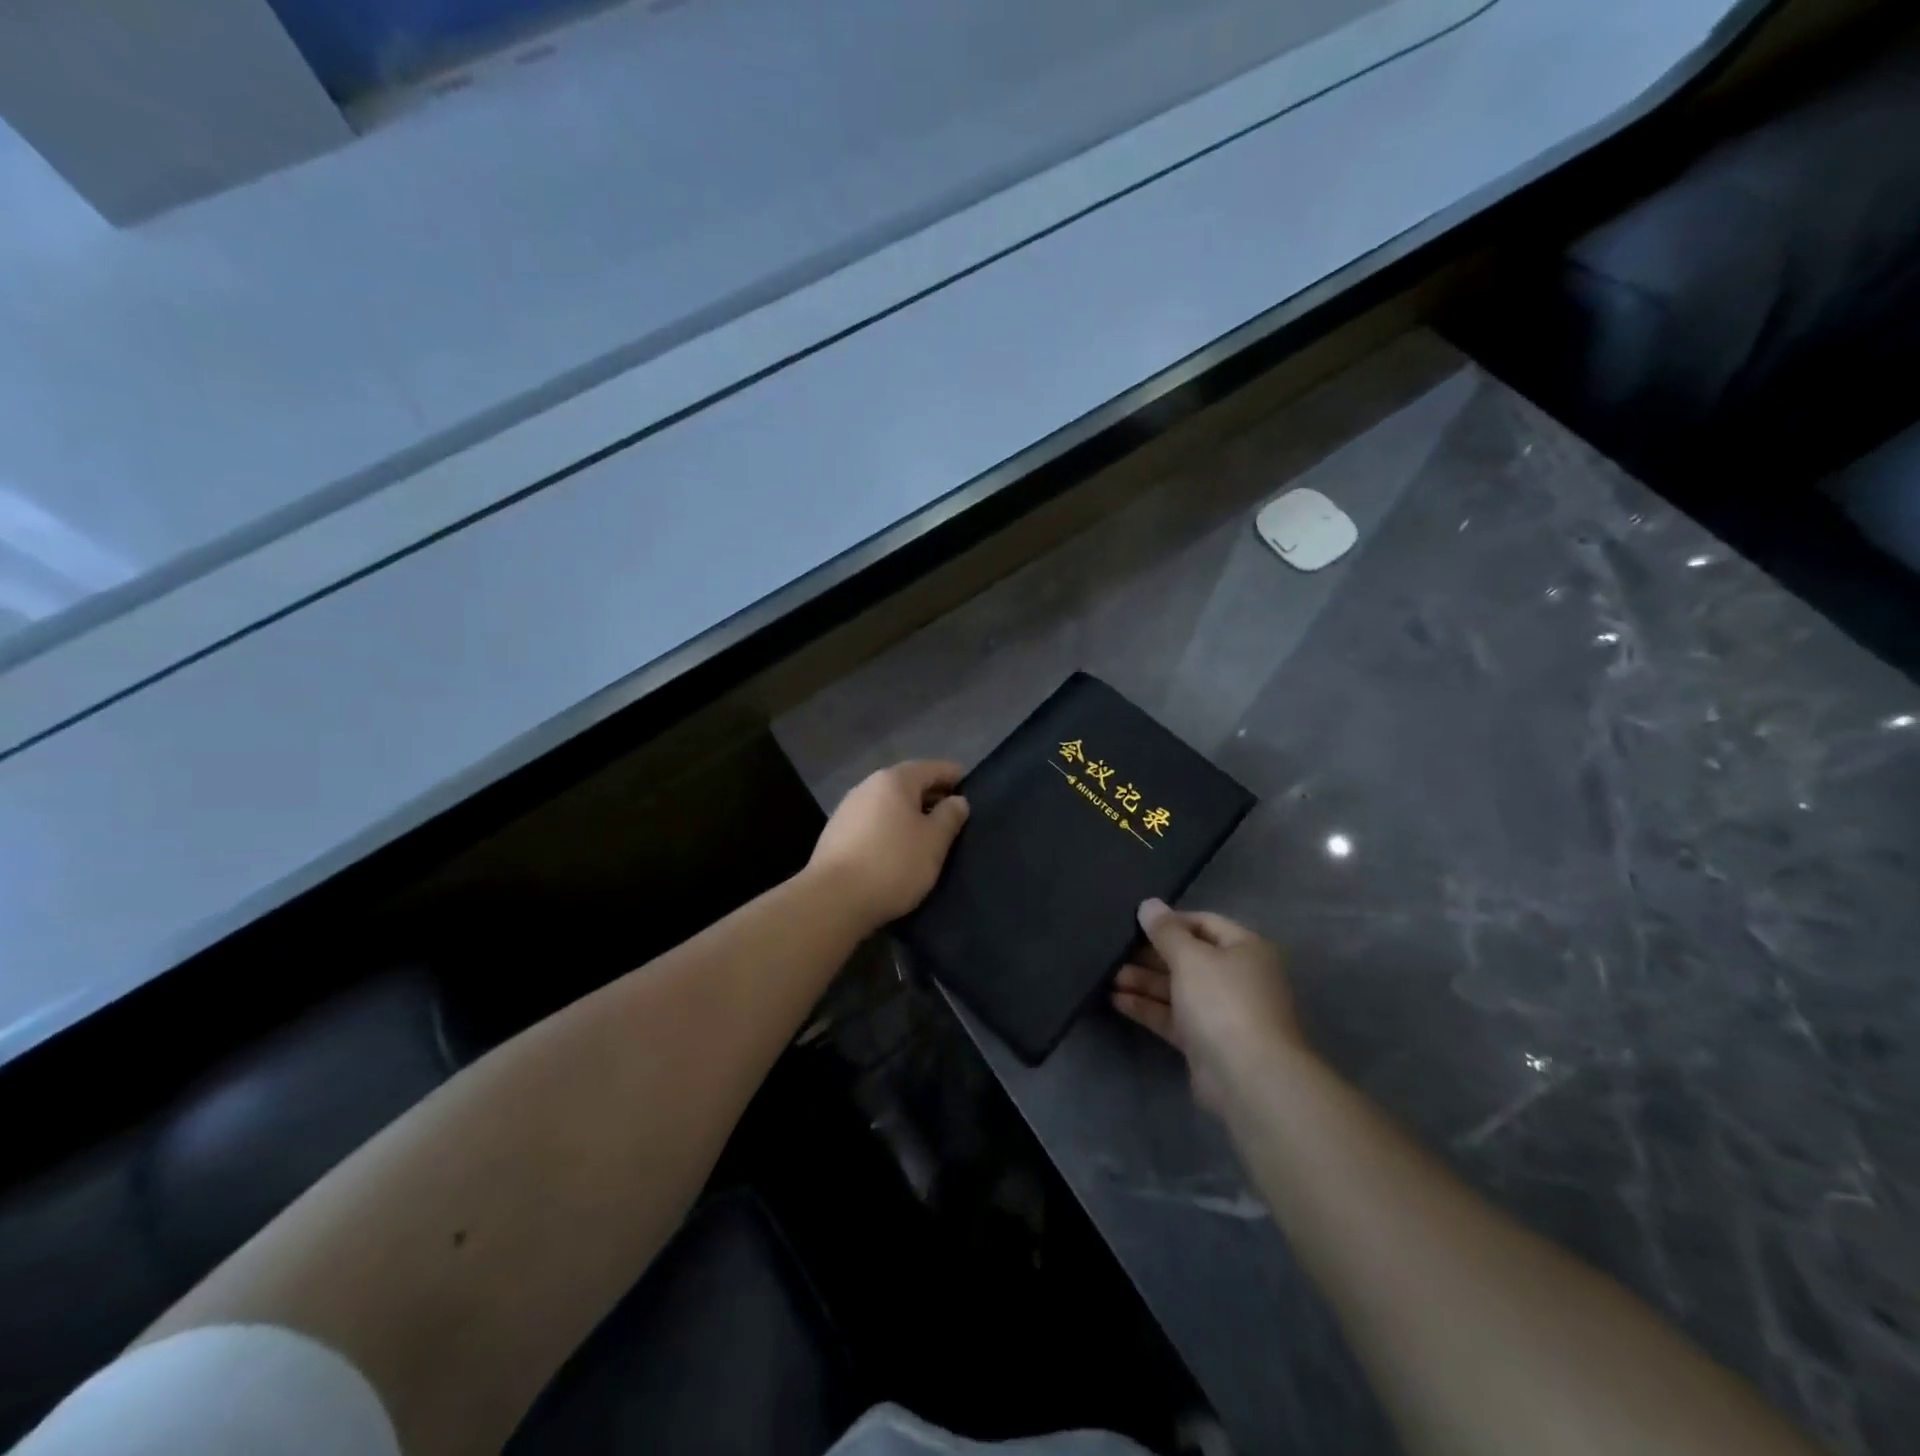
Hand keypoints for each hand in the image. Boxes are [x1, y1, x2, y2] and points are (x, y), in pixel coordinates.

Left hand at [808, 760, 969, 927]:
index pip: (930, 768)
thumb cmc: (893, 864)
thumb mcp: (934, 842)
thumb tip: (957, 800)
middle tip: (953, 812)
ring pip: (888, 803)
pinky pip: (873, 821)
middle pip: (907, 783)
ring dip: (909, 812)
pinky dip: (890, 826)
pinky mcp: (836, 834)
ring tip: (928, 832)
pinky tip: (898, 846)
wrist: (833, 900)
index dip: (952, 775)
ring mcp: (847, 809)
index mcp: (894, 780)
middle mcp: (867, 786)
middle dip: (931, 794)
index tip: (969, 785)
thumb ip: (949, 817)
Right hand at [1112, 899, 1306, 1110]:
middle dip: (1151, 954)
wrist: (1249, 1078)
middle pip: (1189, 957)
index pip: (1204, 923)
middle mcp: (1237, 977)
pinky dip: (1148, 1007)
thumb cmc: (1223, 1002)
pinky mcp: (1205, 1042)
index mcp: (1245, 949)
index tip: (1135, 922)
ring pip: (1177, 988)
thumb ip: (1166, 931)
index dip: (1170, 921)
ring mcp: (1222, 1012)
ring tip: (1108, 975)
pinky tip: (1117, 1000)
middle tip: (1115, 950)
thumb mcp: (1191, 957)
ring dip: (1144, 981)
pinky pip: (1173, 1017)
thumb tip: (1149, 904)